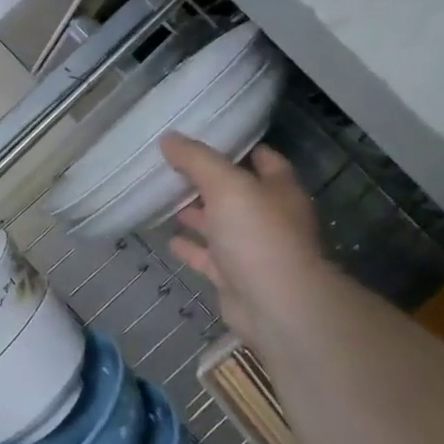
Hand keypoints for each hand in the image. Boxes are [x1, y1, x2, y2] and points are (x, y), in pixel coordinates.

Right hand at [161, 134, 329, 347]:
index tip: (207, 137)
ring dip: (197, 215)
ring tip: (164, 199)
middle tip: (173, 167)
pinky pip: (208, 257)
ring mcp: (252, 250)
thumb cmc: (258, 235)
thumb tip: (169, 139)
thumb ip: (197, 160)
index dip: (239, 148)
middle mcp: (269, 218)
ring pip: (220, 225)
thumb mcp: (226, 185)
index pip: (264, 160)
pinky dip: (190, 248)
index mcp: (279, 191)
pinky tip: (168, 239)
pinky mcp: (234, 277)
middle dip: (209, 182)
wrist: (275, 305)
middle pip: (237, 193)